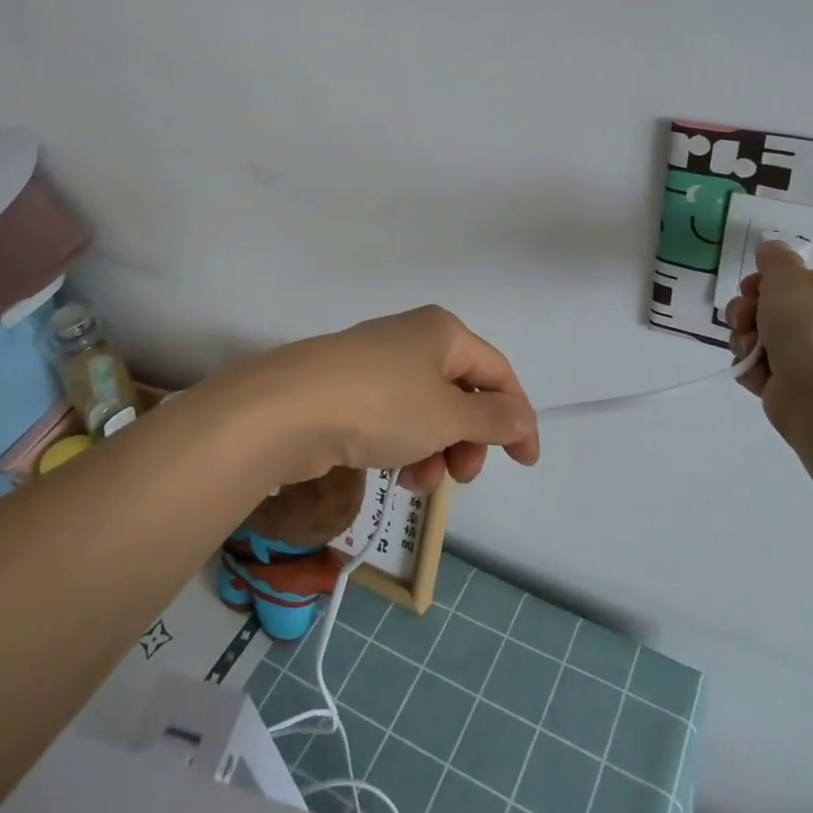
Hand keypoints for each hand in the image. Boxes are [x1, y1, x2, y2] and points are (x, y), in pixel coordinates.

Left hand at [206, 306, 540, 492]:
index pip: (497, 372)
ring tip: (420, 479)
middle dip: (469, 439)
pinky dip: (404, 445)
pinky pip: (394, 418)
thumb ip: (492, 419)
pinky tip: (395, 471)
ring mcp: (377, 364)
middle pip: (461, 393)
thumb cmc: (382, 405)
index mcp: (443, 332)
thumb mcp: (448, 416)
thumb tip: (520, 416)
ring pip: (427, 412)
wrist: (288, 410)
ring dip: (436, 450)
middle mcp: (412, 340)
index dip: (517, 417)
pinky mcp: (349, 389)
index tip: (524, 462)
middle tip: (461, 475)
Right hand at [730, 240, 812, 432]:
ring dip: (746, 339)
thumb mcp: (788, 277)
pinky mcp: (800, 387)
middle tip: (744, 318)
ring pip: (764, 337)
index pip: (800, 281)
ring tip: (750, 348)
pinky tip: (755, 370)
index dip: (768, 282)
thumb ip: (775, 258)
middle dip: (749, 312)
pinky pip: (763, 367)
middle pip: (776, 309)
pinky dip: (753, 367)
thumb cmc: (811, 326)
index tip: (752, 288)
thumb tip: (772, 249)